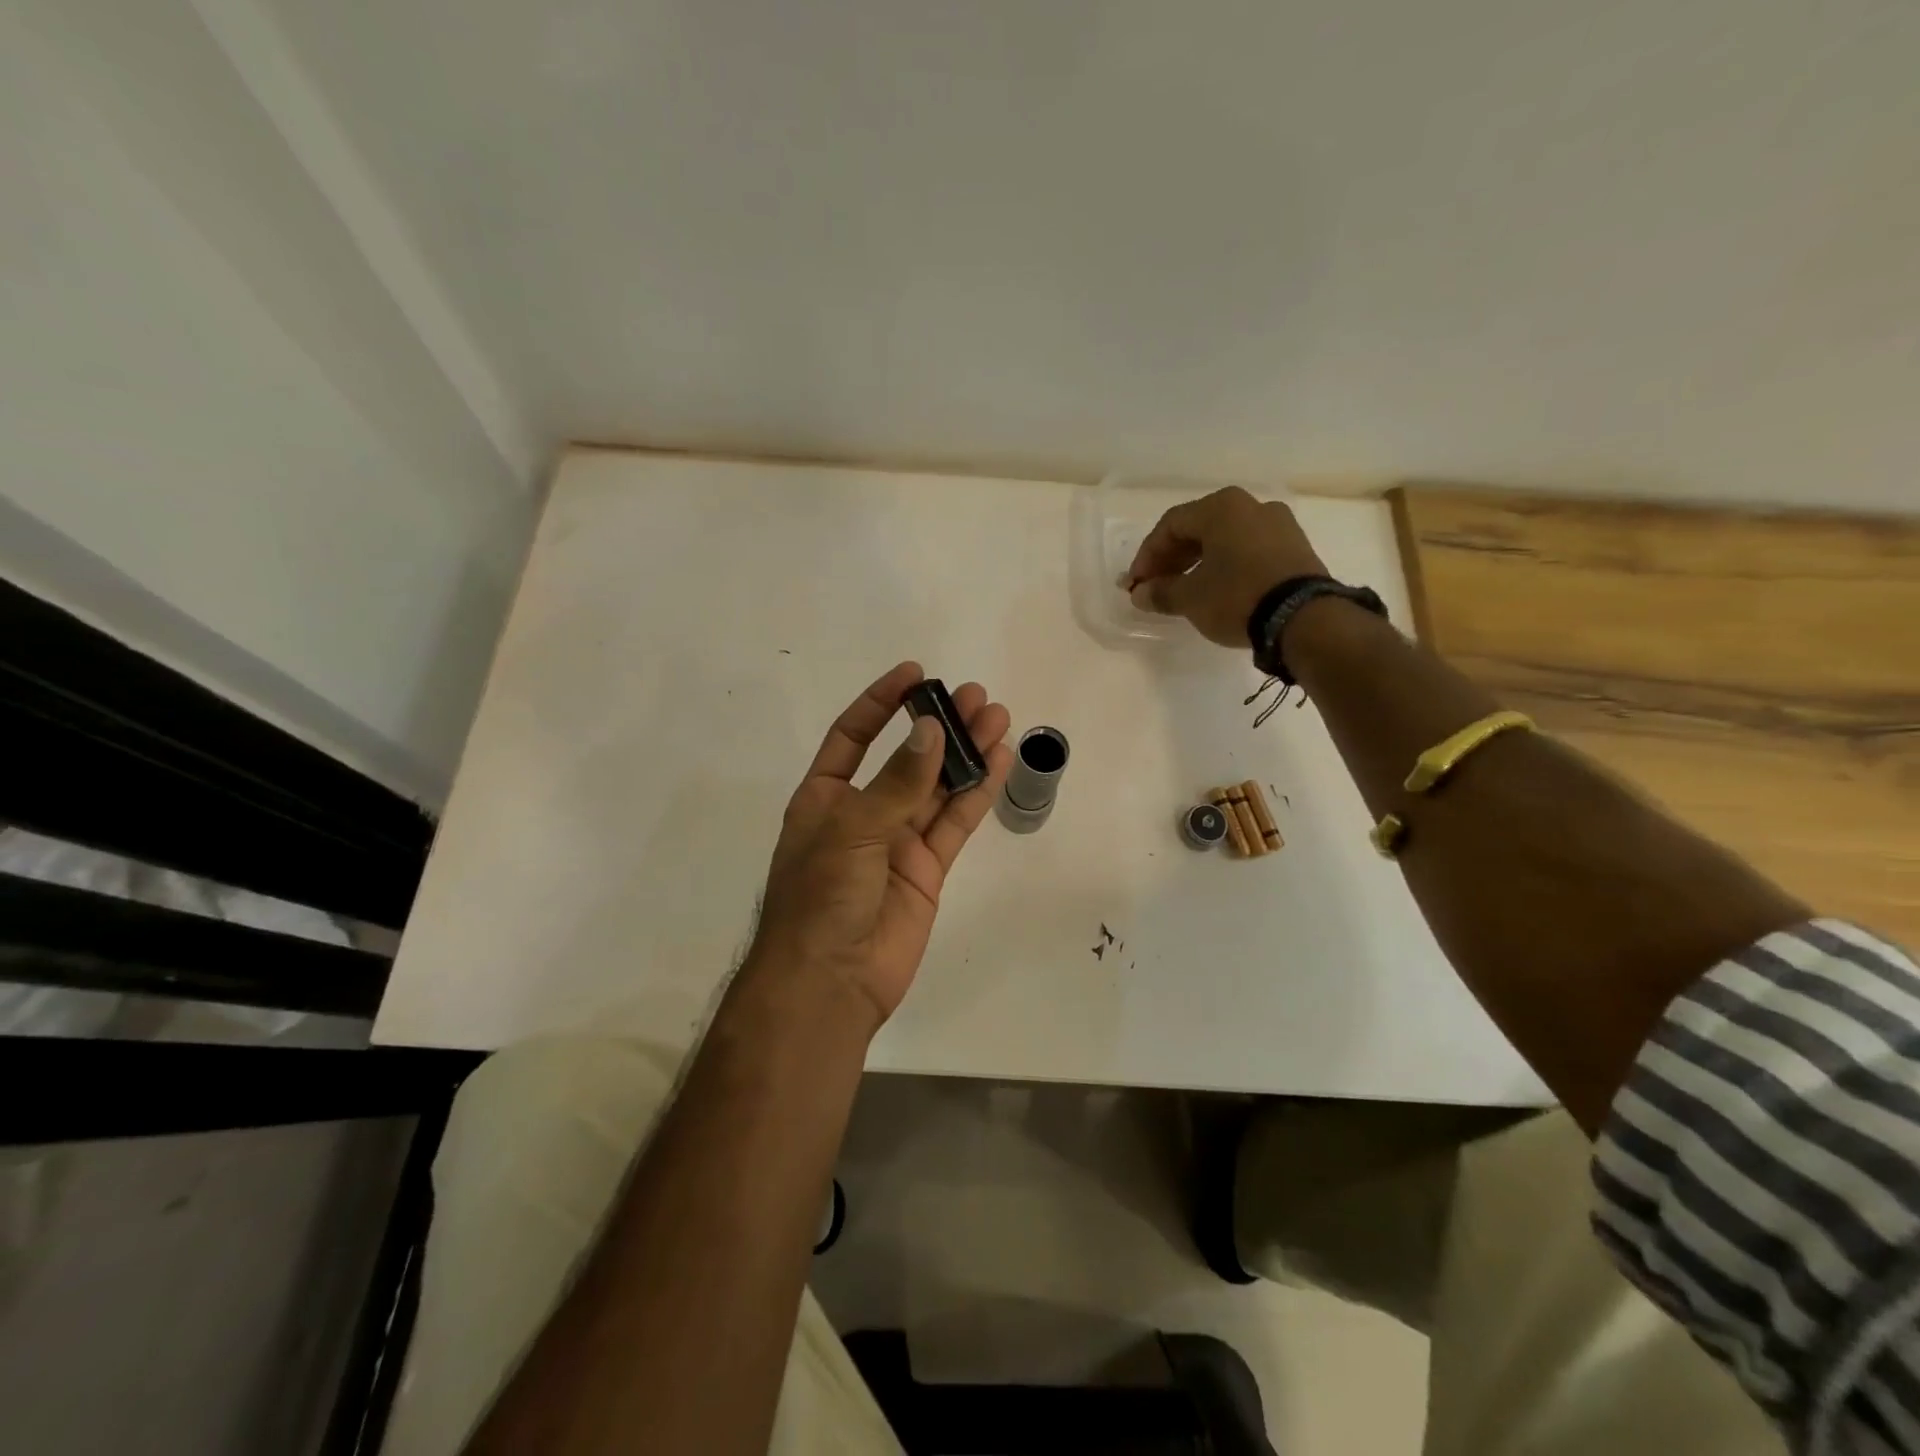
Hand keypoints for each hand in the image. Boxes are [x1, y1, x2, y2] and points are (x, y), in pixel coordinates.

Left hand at [749, 662, 1012, 1029]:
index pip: (853, 736)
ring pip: (938, 787)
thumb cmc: (821, 897)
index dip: (881, 703)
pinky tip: (998, 761)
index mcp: (825, 798)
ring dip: (966, 753)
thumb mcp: (851, 829)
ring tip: (996, 716)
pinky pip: (955, 823)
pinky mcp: (927, 869)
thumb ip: (897, 782)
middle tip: (976, 696)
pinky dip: (977, 793)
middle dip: (938, 726)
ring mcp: (897, 842)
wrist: (831, 981)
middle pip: (906, 757)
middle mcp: (862, 813)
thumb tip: (932, 731)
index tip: (916, 675)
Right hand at [1124, 487, 1327, 646]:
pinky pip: (1247, 549)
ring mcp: (1278, 525)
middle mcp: (1251, 506)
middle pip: (1197, 529)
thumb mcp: (1190, 598)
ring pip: (1223, 539)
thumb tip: (1140, 593)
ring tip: (1182, 591)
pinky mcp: (1295, 547)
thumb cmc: (1237, 597)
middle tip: (1154, 587)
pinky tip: (1215, 589)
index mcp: (1221, 507)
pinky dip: (1224, 565)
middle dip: (1170, 559)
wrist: (1304, 618)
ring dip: (1197, 563)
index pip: (1170, 525)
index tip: (1135, 584)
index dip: (1146, 556)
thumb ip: (1160, 592)